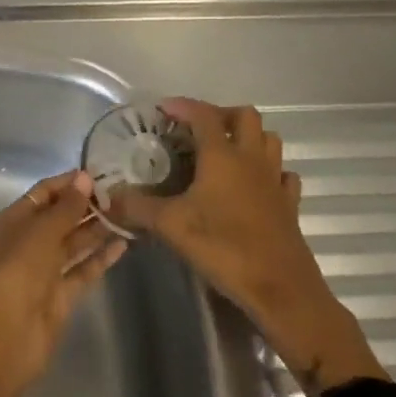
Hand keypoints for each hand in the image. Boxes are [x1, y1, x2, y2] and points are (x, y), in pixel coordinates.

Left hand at [0, 171, 126, 396]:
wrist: (9, 332)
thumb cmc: (20, 269)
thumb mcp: (43, 230)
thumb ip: (67, 206)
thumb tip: (84, 178)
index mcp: (15, 220)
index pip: (44, 193)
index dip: (68, 183)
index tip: (99, 175)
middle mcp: (29, 242)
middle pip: (61, 218)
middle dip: (86, 206)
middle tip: (121, 194)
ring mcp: (45, 270)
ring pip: (74, 243)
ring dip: (97, 229)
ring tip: (127, 214)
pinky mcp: (62, 295)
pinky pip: (83, 269)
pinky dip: (101, 257)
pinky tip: (123, 244)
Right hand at [111, 99, 383, 392]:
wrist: (280, 290)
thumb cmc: (224, 248)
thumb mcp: (171, 226)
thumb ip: (137, 208)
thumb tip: (105, 198)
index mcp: (222, 156)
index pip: (203, 114)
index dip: (183, 106)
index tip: (163, 109)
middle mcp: (251, 159)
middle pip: (244, 116)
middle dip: (220, 115)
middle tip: (197, 130)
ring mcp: (275, 180)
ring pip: (269, 140)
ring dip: (248, 137)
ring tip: (225, 151)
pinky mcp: (290, 205)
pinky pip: (283, 175)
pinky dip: (270, 171)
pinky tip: (256, 184)